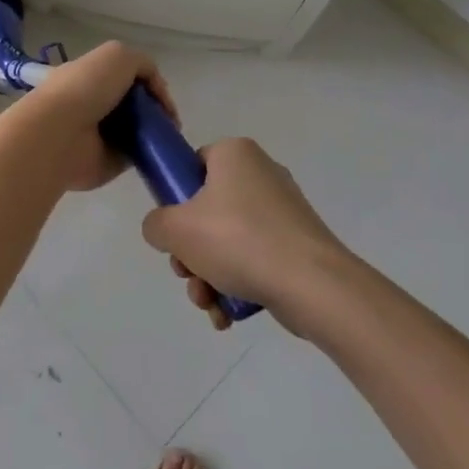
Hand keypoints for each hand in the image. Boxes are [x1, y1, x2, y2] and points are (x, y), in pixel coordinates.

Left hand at [2, 41, 178, 193]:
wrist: (60, 133)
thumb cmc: (86, 88)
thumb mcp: (119, 56)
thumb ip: (143, 65)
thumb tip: (156, 90)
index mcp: (90, 76)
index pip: (125, 77)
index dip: (148, 83)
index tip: (162, 95)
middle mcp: (94, 104)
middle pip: (134, 104)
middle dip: (155, 108)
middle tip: (170, 118)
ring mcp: (101, 135)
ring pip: (138, 129)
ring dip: (156, 131)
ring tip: (170, 134)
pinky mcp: (108, 161)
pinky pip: (137, 155)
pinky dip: (152, 153)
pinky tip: (163, 150)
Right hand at [141, 137, 349, 331]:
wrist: (313, 285)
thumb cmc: (238, 240)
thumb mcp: (176, 229)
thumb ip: (156, 224)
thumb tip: (163, 230)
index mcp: (235, 153)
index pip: (193, 164)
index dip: (176, 197)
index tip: (173, 230)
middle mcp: (261, 173)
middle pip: (207, 210)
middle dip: (191, 252)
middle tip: (187, 274)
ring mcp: (282, 210)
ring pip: (228, 241)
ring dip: (209, 275)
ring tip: (208, 304)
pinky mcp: (296, 243)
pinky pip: (254, 259)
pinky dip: (237, 284)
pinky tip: (228, 314)